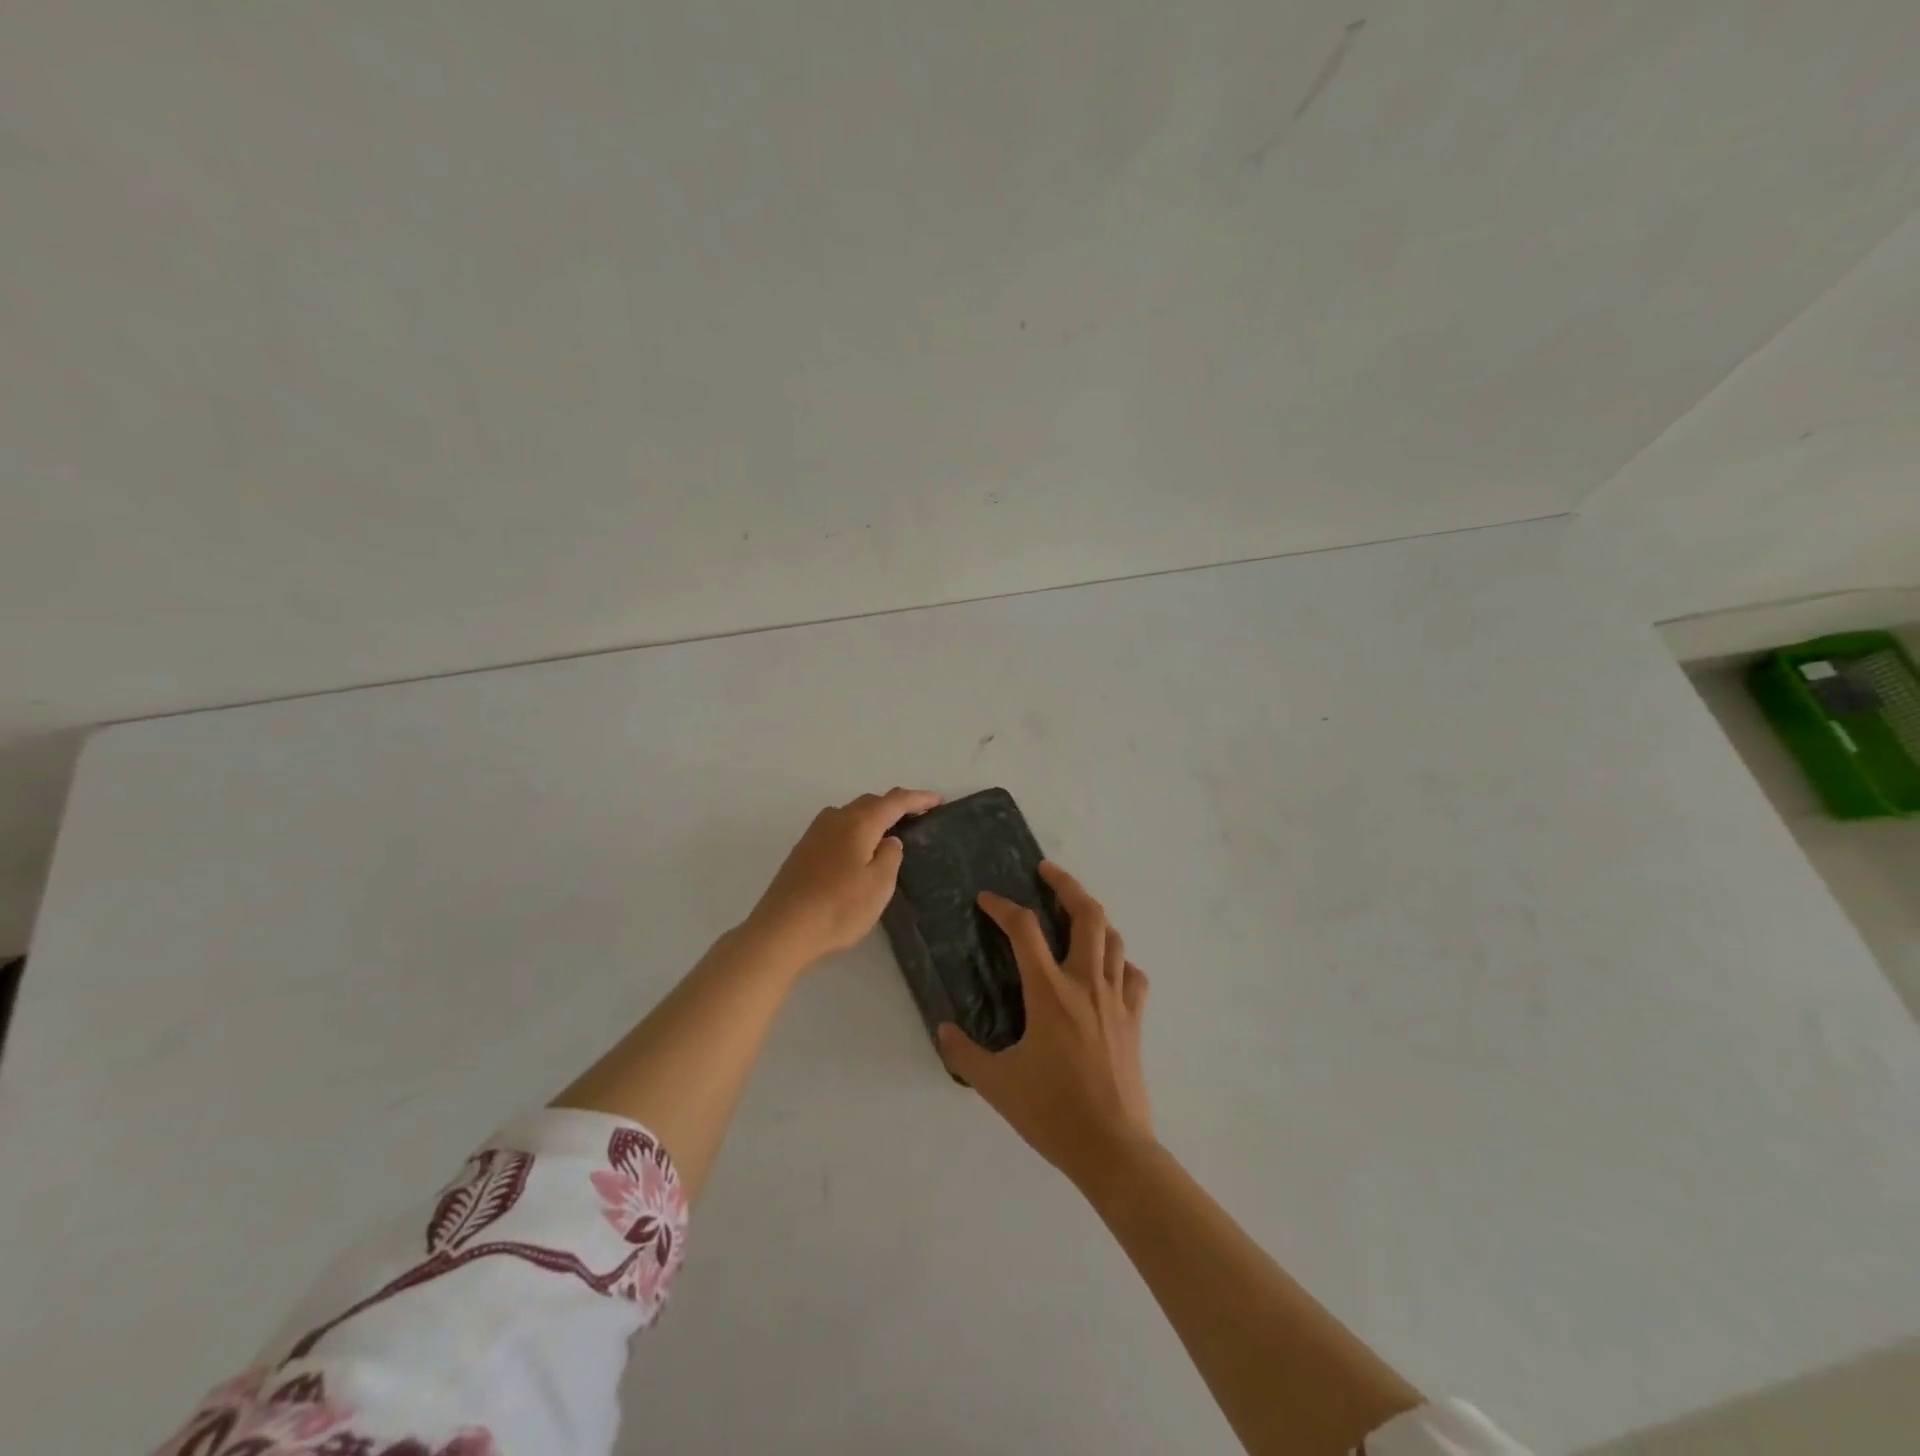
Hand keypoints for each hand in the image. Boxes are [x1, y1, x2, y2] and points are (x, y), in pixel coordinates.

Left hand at [744, 787, 940, 966]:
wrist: (782, 929)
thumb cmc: (838, 908)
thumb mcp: (879, 885)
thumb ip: (890, 857)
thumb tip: (889, 840)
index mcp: (858, 823)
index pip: (894, 801)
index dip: (918, 798)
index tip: (938, 800)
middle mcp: (835, 819)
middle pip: (870, 802)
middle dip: (894, 805)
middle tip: (917, 814)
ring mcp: (814, 833)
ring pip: (850, 813)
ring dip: (872, 816)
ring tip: (889, 830)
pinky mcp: (802, 850)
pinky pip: (836, 828)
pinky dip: (855, 829)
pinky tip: (857, 848)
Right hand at [938, 861, 1154, 1185]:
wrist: (1113, 1148)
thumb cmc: (1052, 1112)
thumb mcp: (997, 1084)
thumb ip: (965, 1053)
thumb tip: (944, 1031)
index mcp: (1050, 994)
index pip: (1024, 930)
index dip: (1003, 908)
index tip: (986, 900)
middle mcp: (1086, 984)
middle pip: (1087, 914)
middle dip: (1066, 884)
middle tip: (1046, 872)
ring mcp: (1116, 999)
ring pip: (1113, 938)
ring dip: (1093, 917)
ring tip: (1074, 914)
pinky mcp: (1135, 1019)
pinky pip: (1131, 974)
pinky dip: (1118, 961)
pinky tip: (1106, 968)